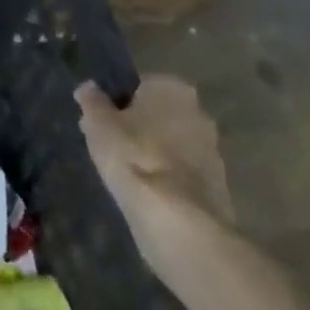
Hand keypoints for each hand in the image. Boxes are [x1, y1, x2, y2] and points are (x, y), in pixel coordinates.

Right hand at [76, 76, 232, 274]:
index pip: (139, 86)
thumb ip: (92, 100)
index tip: (102, 120)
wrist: (179, 223)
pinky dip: (167, 181)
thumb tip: (89, 88)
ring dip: (155, 155)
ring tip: (126, 175)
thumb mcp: (97, 122)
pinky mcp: (220, 191)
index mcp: (172, 87)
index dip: (118, 102)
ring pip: (173, 146)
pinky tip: (147, 195)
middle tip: (112, 145)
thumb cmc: (133, 156)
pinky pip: (183, 176)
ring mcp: (214, 154)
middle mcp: (199, 113)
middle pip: (159, 115)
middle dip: (140, 127)